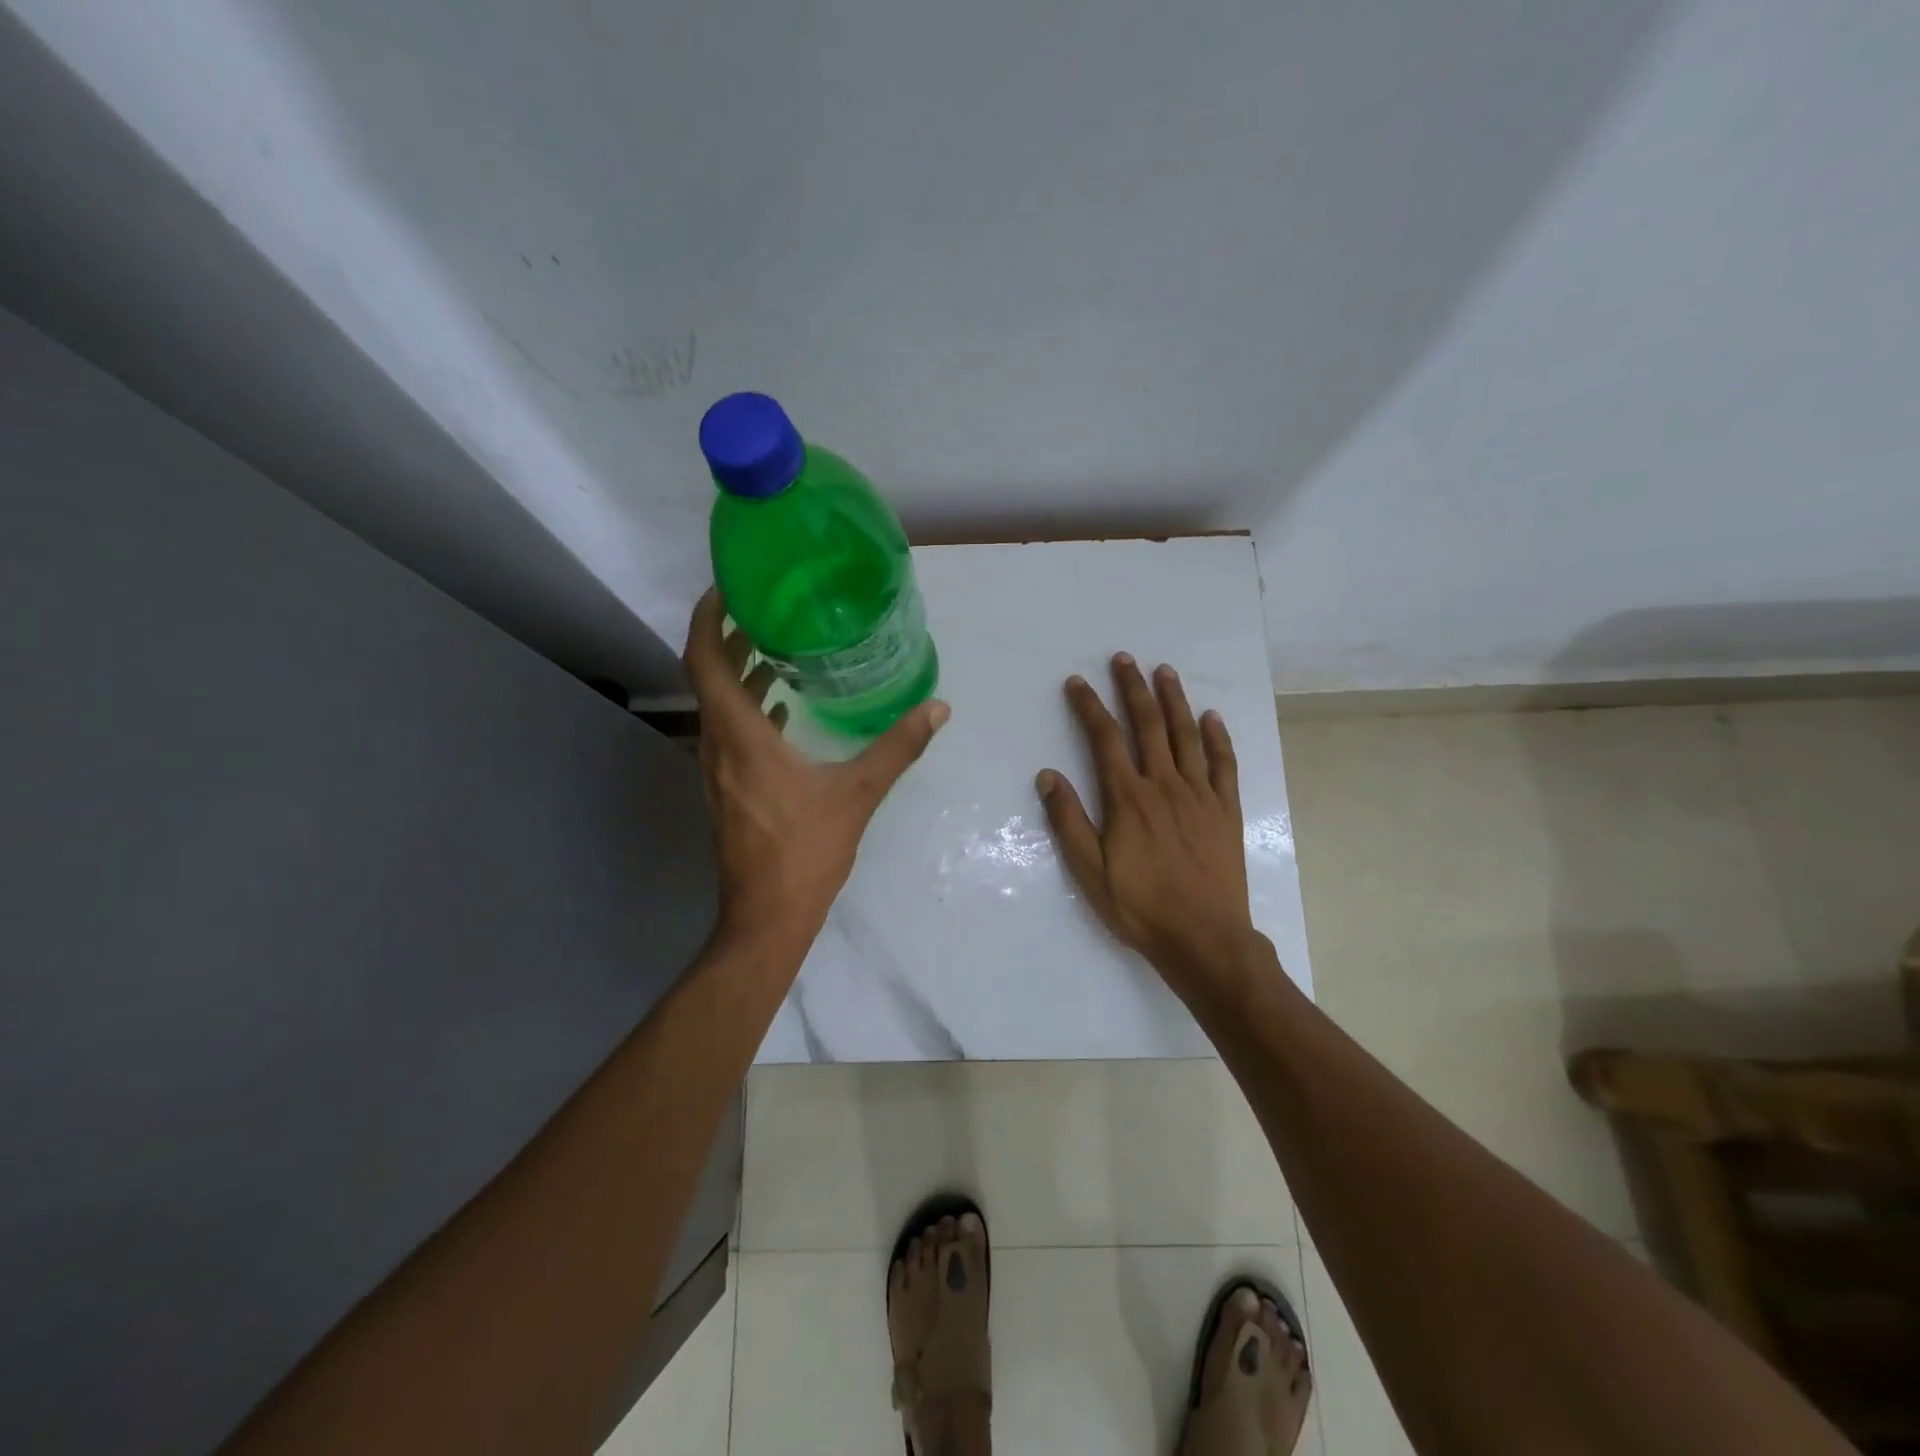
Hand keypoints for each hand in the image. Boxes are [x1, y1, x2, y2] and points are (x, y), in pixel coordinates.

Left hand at [684, 589, 949, 947]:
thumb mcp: (857, 794)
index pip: (704, 660)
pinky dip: (746, 707)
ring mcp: (716, 770)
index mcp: (740, 736)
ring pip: (716, 705)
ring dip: (736, 673)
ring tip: (773, 646)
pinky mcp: (726, 789)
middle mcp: (717, 746)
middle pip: (706, 676)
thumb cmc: (805, 852)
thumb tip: (938, 709)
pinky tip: (779, 706)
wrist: (767, 916)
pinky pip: (728, 731)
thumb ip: (898, 748)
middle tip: (763, 607)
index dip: (709, 619)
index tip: (728, 588)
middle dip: (727, 637)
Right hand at [1036, 653, 1254, 991]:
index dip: (1089, 706)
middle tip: (1124, 658)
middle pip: (1147, 725)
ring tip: (1164, 671)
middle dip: (1133, 688)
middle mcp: (1164, 785)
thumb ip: (1068, 820)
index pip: (1105, 738)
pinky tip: (1211, 717)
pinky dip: (1218, 737)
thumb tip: (1047, 775)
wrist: (1204, 939)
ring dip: (1174, 700)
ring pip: (1186, 735)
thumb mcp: (1089, 871)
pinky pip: (1224, 764)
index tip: (1077, 682)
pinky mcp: (1226, 810)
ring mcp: (1200, 795)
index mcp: (1128, 798)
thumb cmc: (1140, 907)